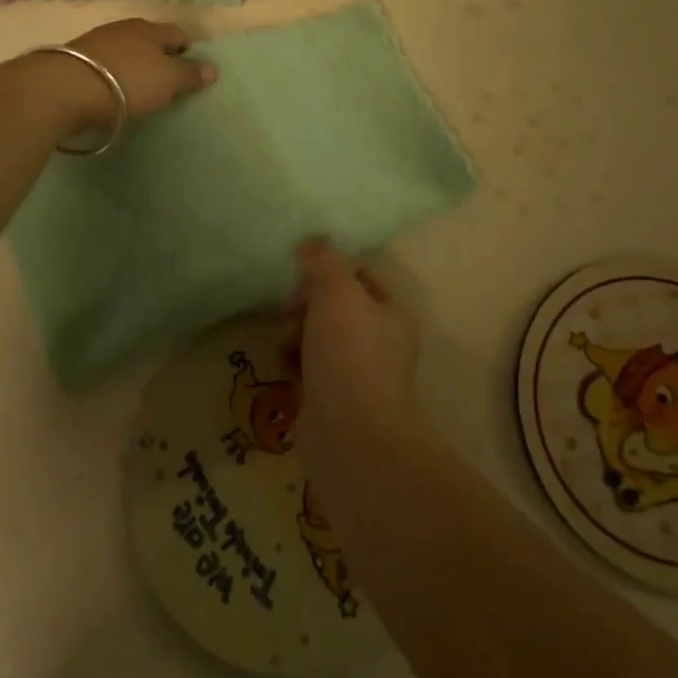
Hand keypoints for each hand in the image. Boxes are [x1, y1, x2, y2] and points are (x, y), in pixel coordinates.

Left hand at [56, 18, 216, 127]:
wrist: (65, 89)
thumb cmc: (128, 83)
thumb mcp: (168, 82)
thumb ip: (190, 75)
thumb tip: (212, 68)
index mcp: (152, 30)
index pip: (178, 34)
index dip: (187, 49)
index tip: (190, 69)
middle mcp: (125, 28)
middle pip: (150, 39)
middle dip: (159, 55)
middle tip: (165, 78)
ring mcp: (97, 40)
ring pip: (125, 49)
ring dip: (133, 63)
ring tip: (137, 85)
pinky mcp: (75, 58)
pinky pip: (104, 62)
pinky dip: (112, 72)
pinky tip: (110, 87)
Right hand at [281, 239, 422, 463]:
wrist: (351, 436)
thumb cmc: (350, 353)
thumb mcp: (337, 290)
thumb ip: (323, 259)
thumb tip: (311, 241)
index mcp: (390, 313)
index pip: (357, 277)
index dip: (327, 273)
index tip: (304, 280)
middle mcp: (378, 342)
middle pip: (330, 306)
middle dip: (303, 306)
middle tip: (290, 314)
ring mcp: (355, 374)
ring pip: (314, 337)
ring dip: (293, 336)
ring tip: (287, 349)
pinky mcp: (331, 401)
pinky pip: (305, 370)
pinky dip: (293, 367)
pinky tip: (286, 373)